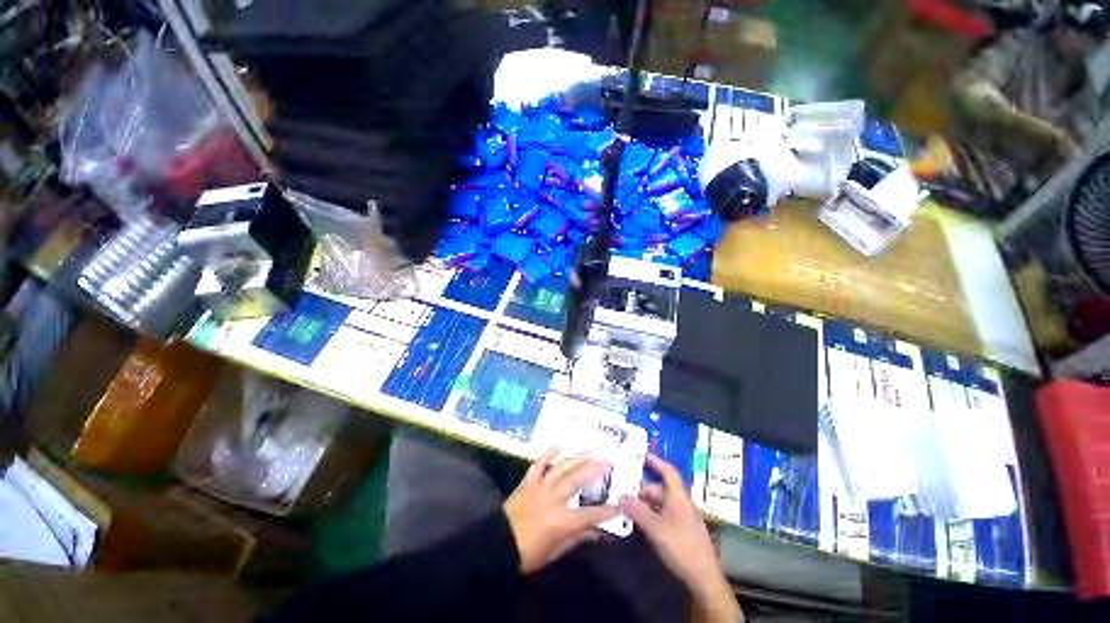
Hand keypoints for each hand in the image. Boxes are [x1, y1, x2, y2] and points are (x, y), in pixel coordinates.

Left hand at [504, 447, 616, 573]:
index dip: (605, 511)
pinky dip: (548, 454)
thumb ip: (576, 538)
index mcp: (561, 521)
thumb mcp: (555, 551)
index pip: (589, 515)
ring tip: (590, 451)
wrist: (498, 545)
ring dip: (576, 458)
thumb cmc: (528, 554)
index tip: (619, 504)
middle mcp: (553, 499)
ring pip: (561, 469)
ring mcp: (540, 487)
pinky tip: (558, 446)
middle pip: (577, 481)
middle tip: (607, 461)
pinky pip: (538, 464)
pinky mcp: (528, 482)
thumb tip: (596, 531)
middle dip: (594, 470)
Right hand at [621, 454, 742, 622]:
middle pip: (660, 489)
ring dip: (644, 504)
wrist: (704, 579)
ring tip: (626, 506)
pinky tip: (638, 522)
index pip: (668, 472)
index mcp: (679, 497)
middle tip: (623, 490)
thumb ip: (637, 511)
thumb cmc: (681, 547)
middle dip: (641, 489)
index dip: (656, 461)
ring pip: (660, 504)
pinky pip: (663, 516)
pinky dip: (650, 515)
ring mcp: (682, 519)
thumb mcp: (655, 528)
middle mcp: (681, 504)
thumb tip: (621, 495)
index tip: (642, 455)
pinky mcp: (681, 532)